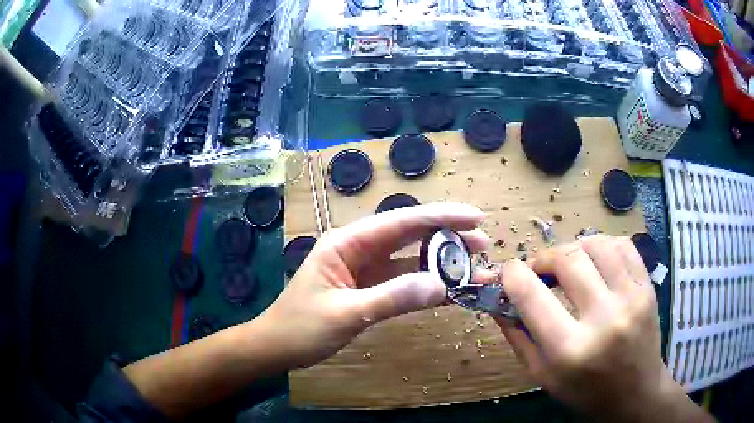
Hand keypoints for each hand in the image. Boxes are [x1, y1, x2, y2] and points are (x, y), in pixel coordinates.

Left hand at [258, 202, 489, 368]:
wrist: (278, 347)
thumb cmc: (301, 327)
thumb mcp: (345, 313)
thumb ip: (392, 297)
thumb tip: (442, 285)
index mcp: (348, 242)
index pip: (401, 222)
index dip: (441, 216)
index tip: (475, 218)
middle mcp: (360, 249)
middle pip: (410, 235)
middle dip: (448, 235)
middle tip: (483, 243)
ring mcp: (367, 269)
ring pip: (411, 258)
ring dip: (442, 261)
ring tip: (475, 265)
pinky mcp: (371, 288)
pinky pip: (405, 281)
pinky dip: (428, 284)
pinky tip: (451, 288)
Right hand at [496, 235, 711, 422]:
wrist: (636, 393)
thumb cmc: (586, 392)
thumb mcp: (544, 376)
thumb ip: (519, 338)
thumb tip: (499, 302)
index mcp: (570, 350)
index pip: (531, 296)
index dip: (512, 275)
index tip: (508, 272)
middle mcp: (604, 319)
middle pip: (567, 260)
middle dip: (544, 258)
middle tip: (539, 270)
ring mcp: (631, 298)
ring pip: (596, 245)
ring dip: (574, 249)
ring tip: (569, 265)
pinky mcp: (648, 287)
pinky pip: (622, 246)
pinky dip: (602, 246)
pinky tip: (596, 261)